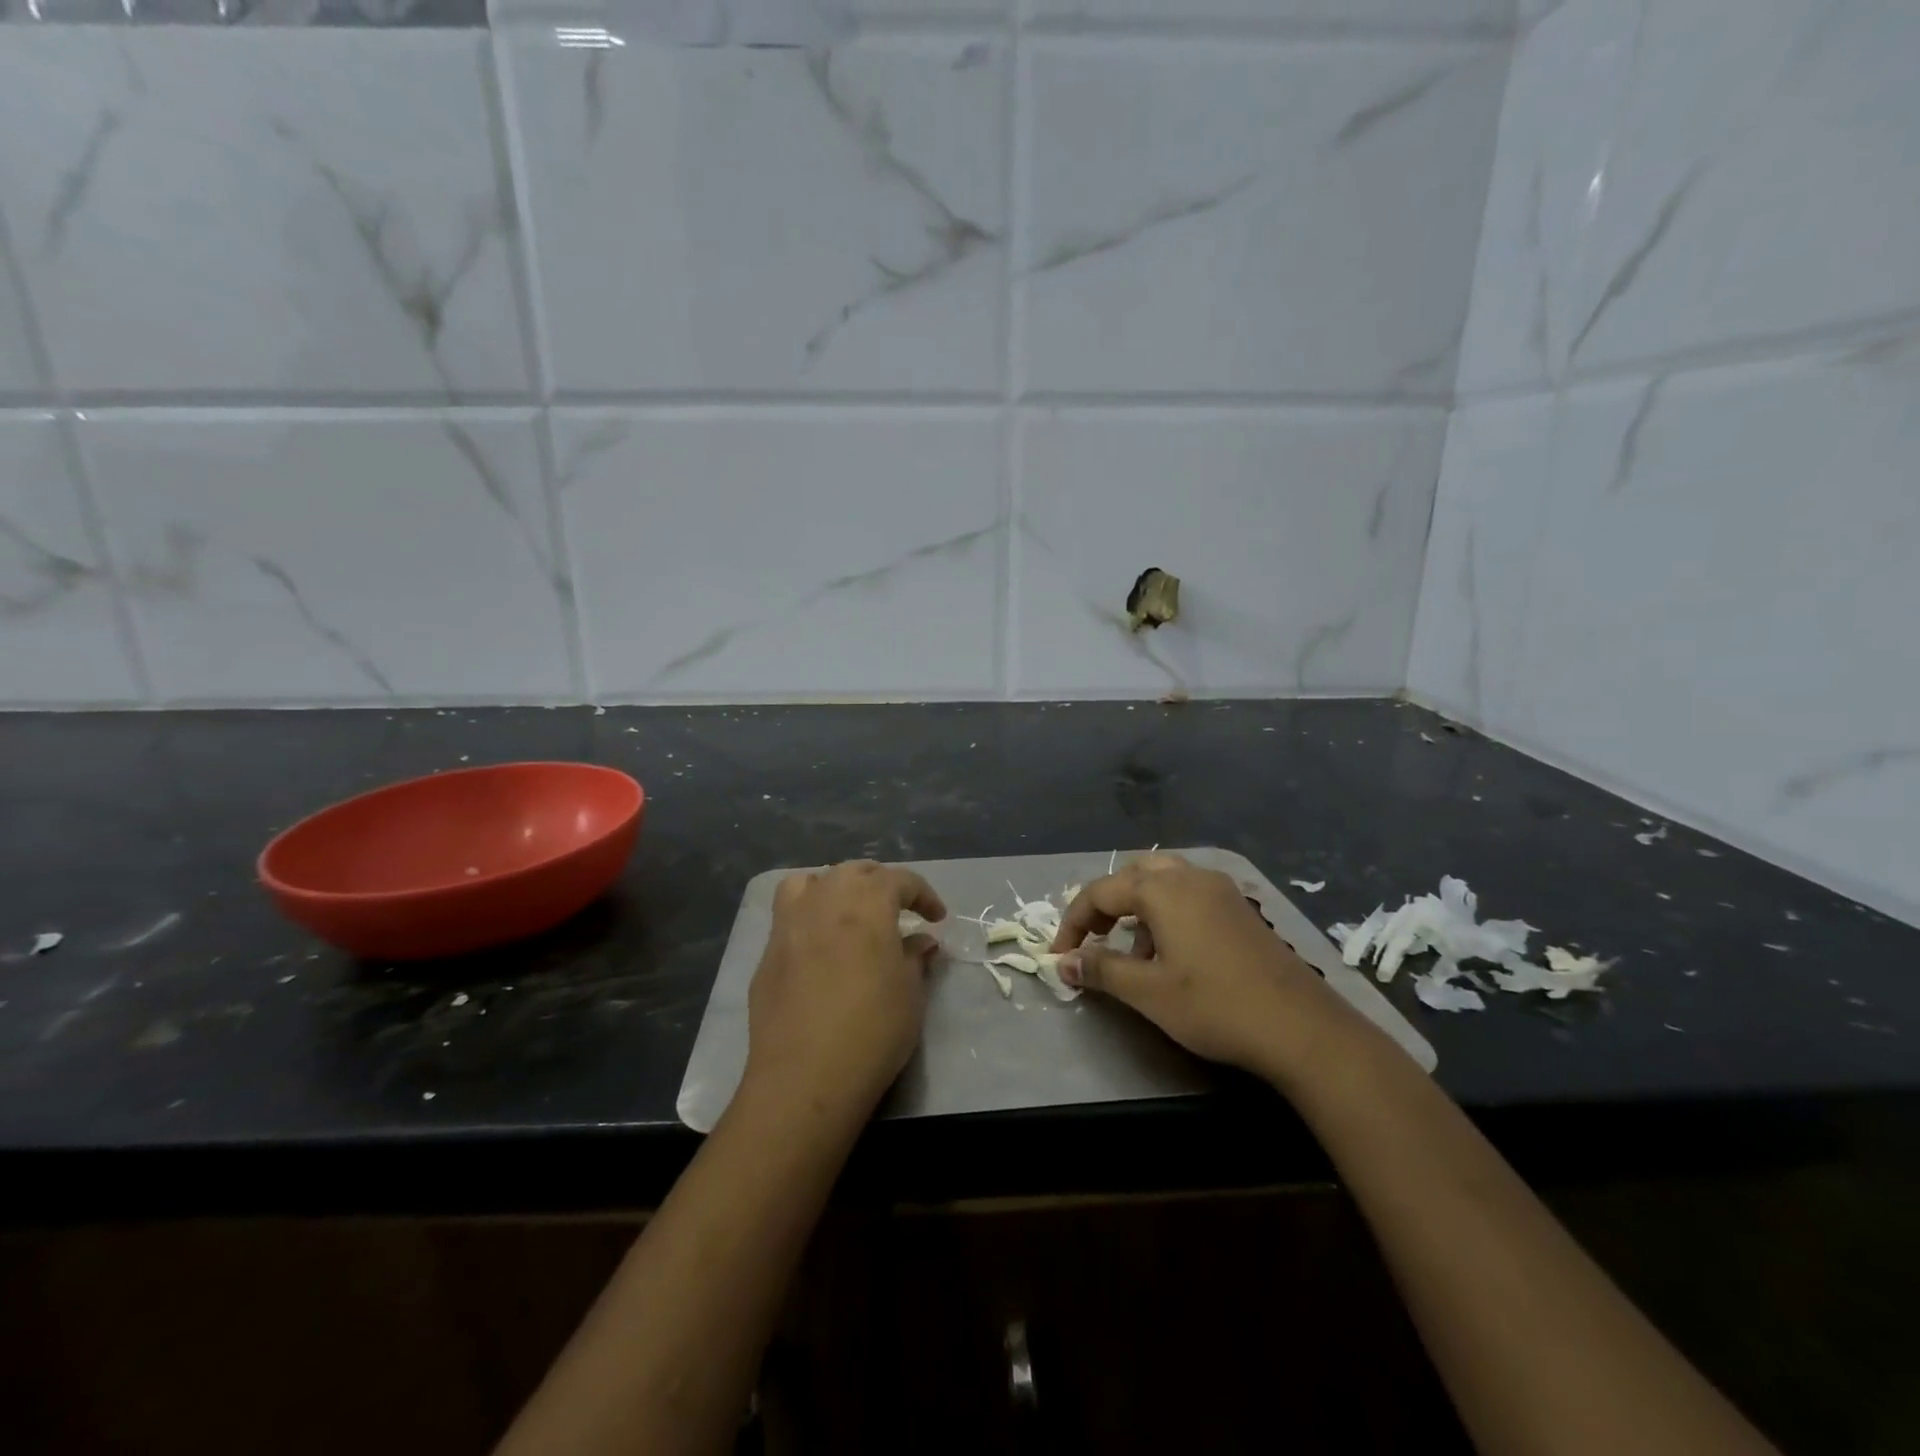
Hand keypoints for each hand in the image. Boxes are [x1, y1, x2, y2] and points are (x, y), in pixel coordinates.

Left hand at [742, 860, 946, 1122]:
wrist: (805, 1077)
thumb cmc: (872, 1030)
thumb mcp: (910, 993)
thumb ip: (915, 957)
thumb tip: (921, 940)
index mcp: (866, 903)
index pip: (899, 880)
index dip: (923, 895)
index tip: (937, 918)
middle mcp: (825, 899)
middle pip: (854, 871)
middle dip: (881, 883)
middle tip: (899, 910)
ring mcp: (790, 923)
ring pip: (813, 881)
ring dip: (836, 887)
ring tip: (849, 912)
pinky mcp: (768, 952)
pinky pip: (789, 913)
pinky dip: (809, 913)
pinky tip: (820, 943)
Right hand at [1052, 853, 1354, 1078]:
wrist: (1302, 1028)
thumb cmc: (1216, 1006)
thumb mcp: (1148, 992)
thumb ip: (1102, 970)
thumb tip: (1063, 962)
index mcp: (1163, 889)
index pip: (1101, 892)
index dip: (1074, 922)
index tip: (1061, 956)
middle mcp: (1191, 877)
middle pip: (1134, 874)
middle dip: (1107, 903)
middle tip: (1095, 940)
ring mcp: (1222, 890)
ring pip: (1165, 880)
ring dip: (1139, 906)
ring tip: (1136, 952)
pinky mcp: (1242, 909)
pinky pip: (1191, 894)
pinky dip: (1169, 911)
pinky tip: (1175, 952)